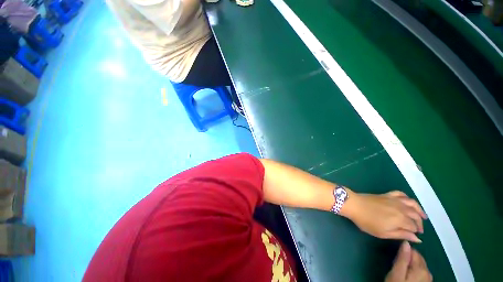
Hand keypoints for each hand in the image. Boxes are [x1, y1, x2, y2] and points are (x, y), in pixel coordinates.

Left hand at [342, 191, 426, 241]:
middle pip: (415, 215)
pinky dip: (407, 197)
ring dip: (419, 210)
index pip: (414, 226)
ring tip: (423, 216)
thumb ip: (401, 235)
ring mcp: (394, 199)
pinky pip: (400, 194)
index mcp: (401, 219)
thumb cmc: (367, 221)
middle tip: (420, 229)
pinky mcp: (387, 194)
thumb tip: (418, 239)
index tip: (416, 236)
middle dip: (419, 223)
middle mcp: (401, 208)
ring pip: (412, 203)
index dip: (416, 232)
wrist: (354, 205)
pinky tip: (408, 201)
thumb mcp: (384, 233)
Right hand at [385, 241, 431, 281]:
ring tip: (401, 269)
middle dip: (408, 257)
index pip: (414, 251)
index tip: (395, 254)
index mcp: (421, 268)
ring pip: (420, 265)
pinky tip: (407, 275)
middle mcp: (428, 272)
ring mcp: (428, 279)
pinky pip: (421, 271)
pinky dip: (414, 270)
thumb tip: (405, 242)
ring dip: (411, 264)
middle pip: (418, 258)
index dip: (404, 250)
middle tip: (397, 263)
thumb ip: (402, 258)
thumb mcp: (396, 273)